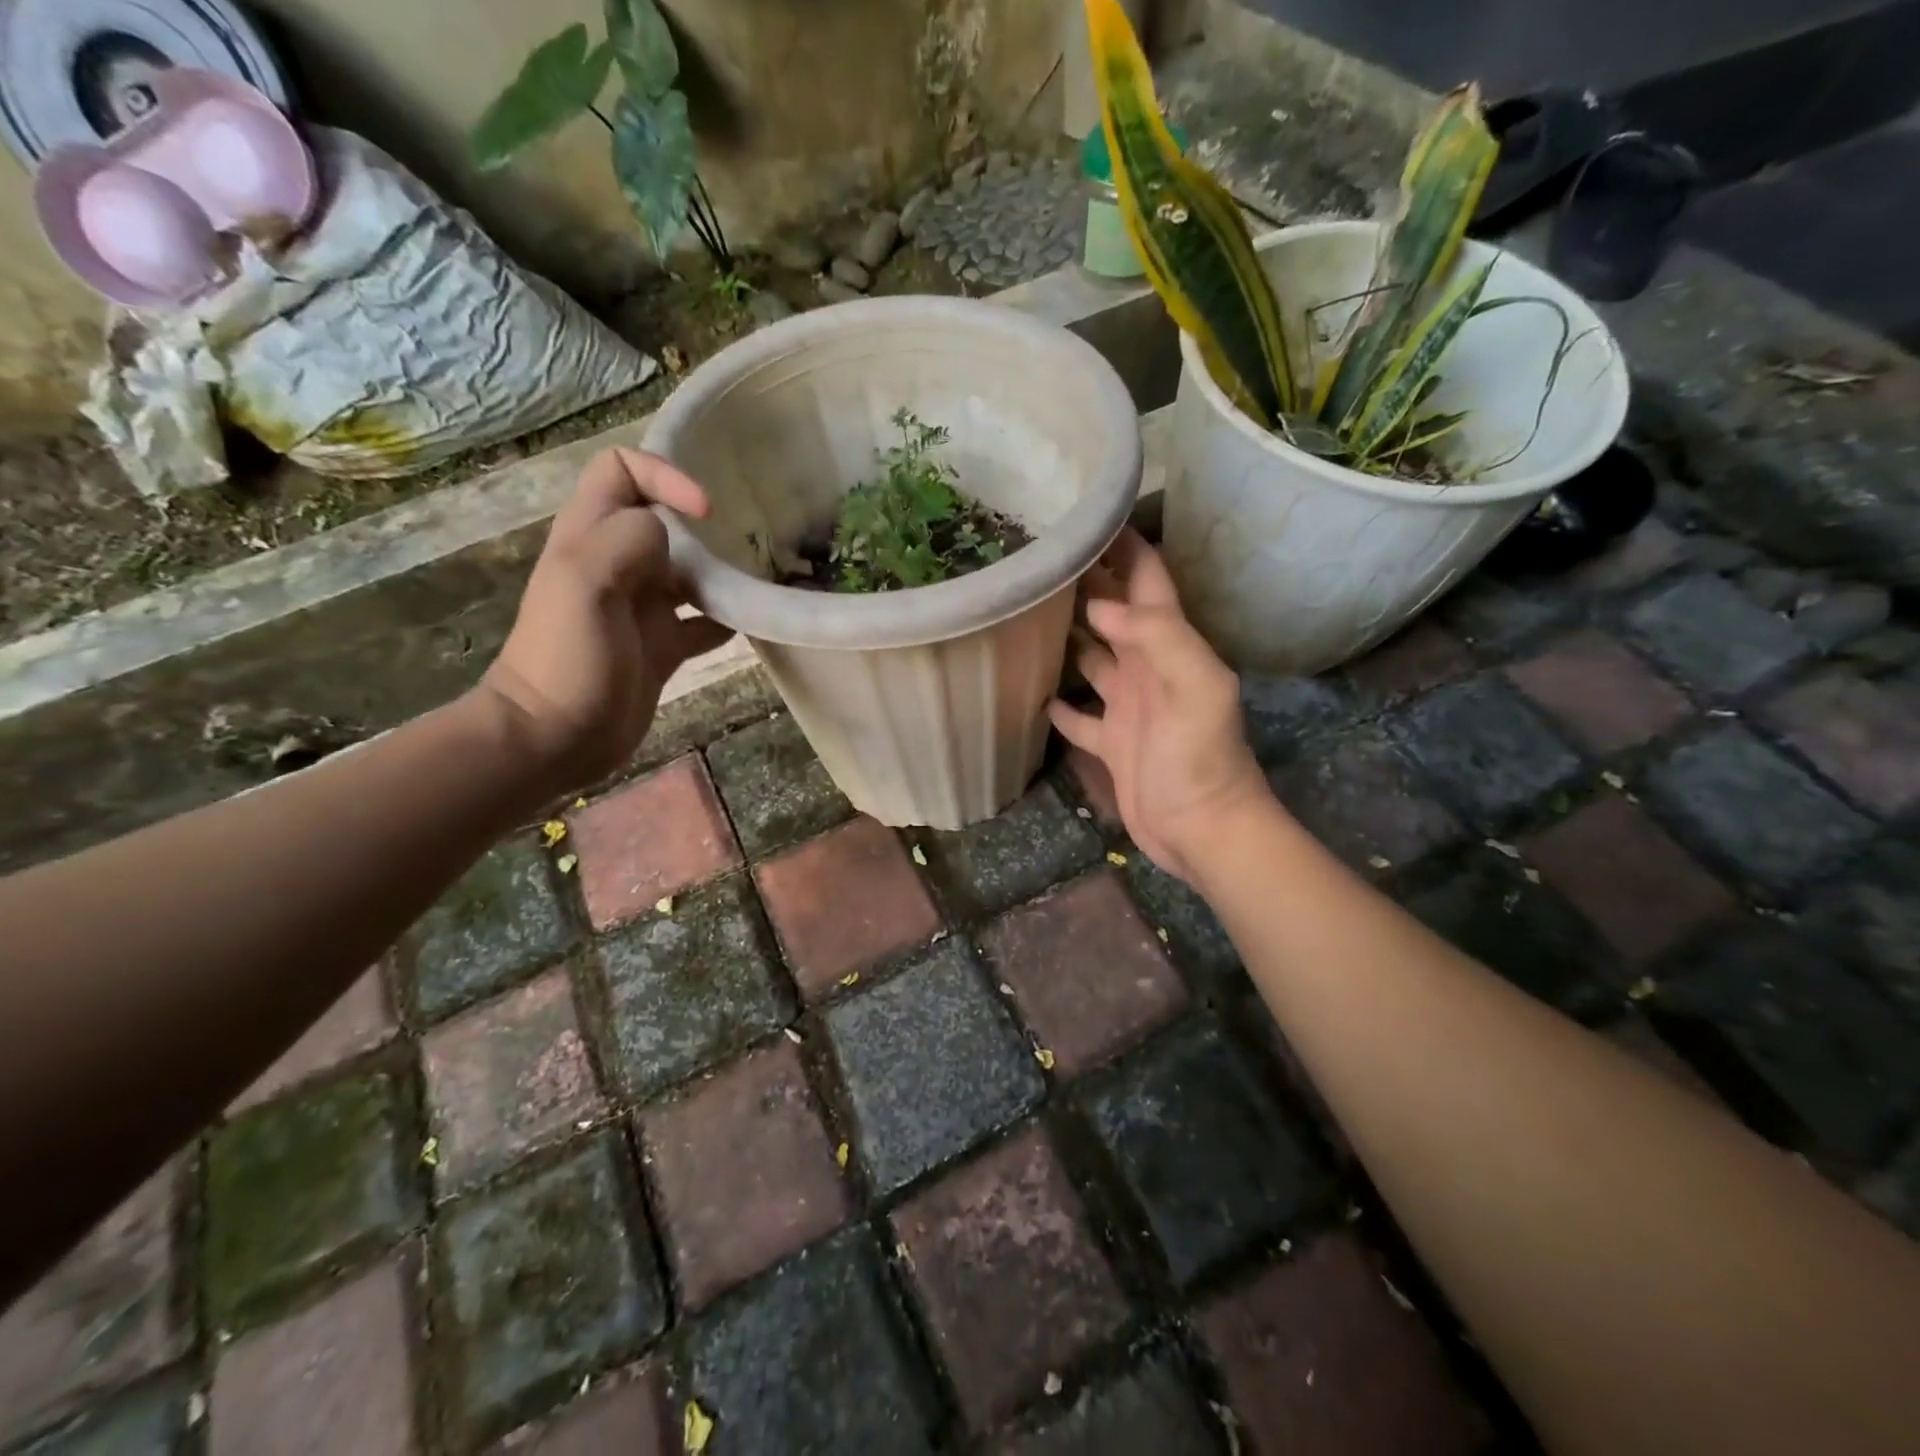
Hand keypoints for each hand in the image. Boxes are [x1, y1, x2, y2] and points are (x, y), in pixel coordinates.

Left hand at [479, 448, 732, 789]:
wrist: (555, 736)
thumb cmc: (566, 655)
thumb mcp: (586, 580)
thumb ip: (629, 538)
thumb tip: (675, 532)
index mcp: (591, 535)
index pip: (622, 471)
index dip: (664, 475)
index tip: (705, 510)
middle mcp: (618, 563)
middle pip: (666, 520)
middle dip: (706, 523)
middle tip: (752, 537)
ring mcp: (642, 608)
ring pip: (690, 571)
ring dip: (724, 571)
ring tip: (762, 575)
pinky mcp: (662, 647)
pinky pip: (703, 622)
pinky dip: (729, 618)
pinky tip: (754, 621)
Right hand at [1049, 530, 1265, 882]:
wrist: (1202, 829)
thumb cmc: (1201, 758)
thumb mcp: (1196, 688)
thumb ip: (1158, 637)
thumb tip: (1101, 603)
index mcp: (1170, 646)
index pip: (1148, 580)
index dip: (1124, 545)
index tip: (1084, 515)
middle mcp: (1146, 667)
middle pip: (1113, 613)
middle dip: (1085, 583)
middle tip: (1038, 558)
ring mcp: (1127, 706)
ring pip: (1091, 658)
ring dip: (1066, 637)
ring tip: (1024, 612)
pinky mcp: (1110, 742)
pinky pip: (1078, 715)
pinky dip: (1058, 702)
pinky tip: (1030, 688)